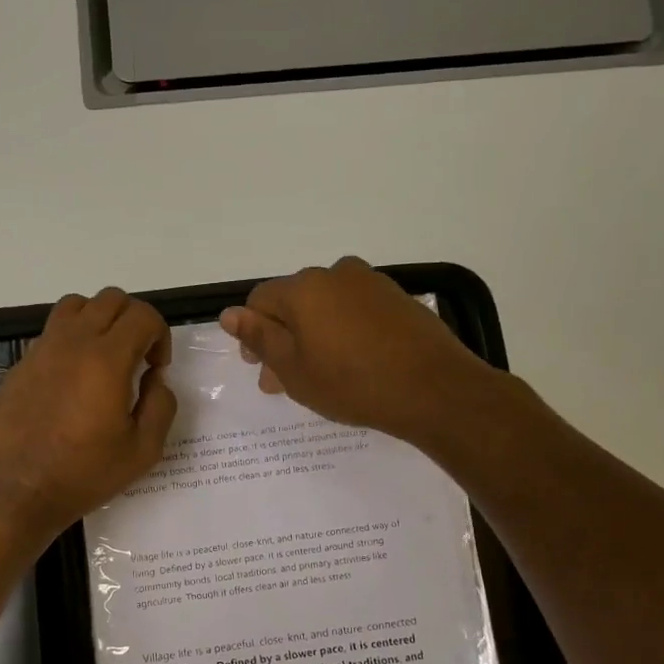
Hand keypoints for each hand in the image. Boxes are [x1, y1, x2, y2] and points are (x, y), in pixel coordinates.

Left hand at [0, 288, 176, 535]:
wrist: (19, 490)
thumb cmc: (85, 473)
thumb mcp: (143, 450)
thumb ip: (161, 405)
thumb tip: (155, 379)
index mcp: (106, 359)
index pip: (143, 315)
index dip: (160, 335)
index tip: (156, 369)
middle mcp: (72, 343)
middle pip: (111, 299)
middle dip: (134, 321)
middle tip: (137, 358)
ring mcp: (41, 350)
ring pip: (76, 306)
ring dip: (99, 320)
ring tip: (104, 356)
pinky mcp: (20, 365)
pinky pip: (50, 333)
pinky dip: (70, 341)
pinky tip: (72, 381)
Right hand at [218, 257, 484, 445]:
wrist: (435, 389)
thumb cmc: (352, 383)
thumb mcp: (294, 369)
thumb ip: (259, 337)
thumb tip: (229, 313)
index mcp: (303, 288)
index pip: (259, 301)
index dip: (253, 334)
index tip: (261, 368)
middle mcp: (335, 273)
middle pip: (294, 303)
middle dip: (284, 339)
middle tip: (286, 381)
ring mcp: (371, 283)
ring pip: (325, 307)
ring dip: (314, 336)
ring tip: (321, 375)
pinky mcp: (397, 298)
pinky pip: (355, 310)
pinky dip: (344, 331)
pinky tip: (353, 363)